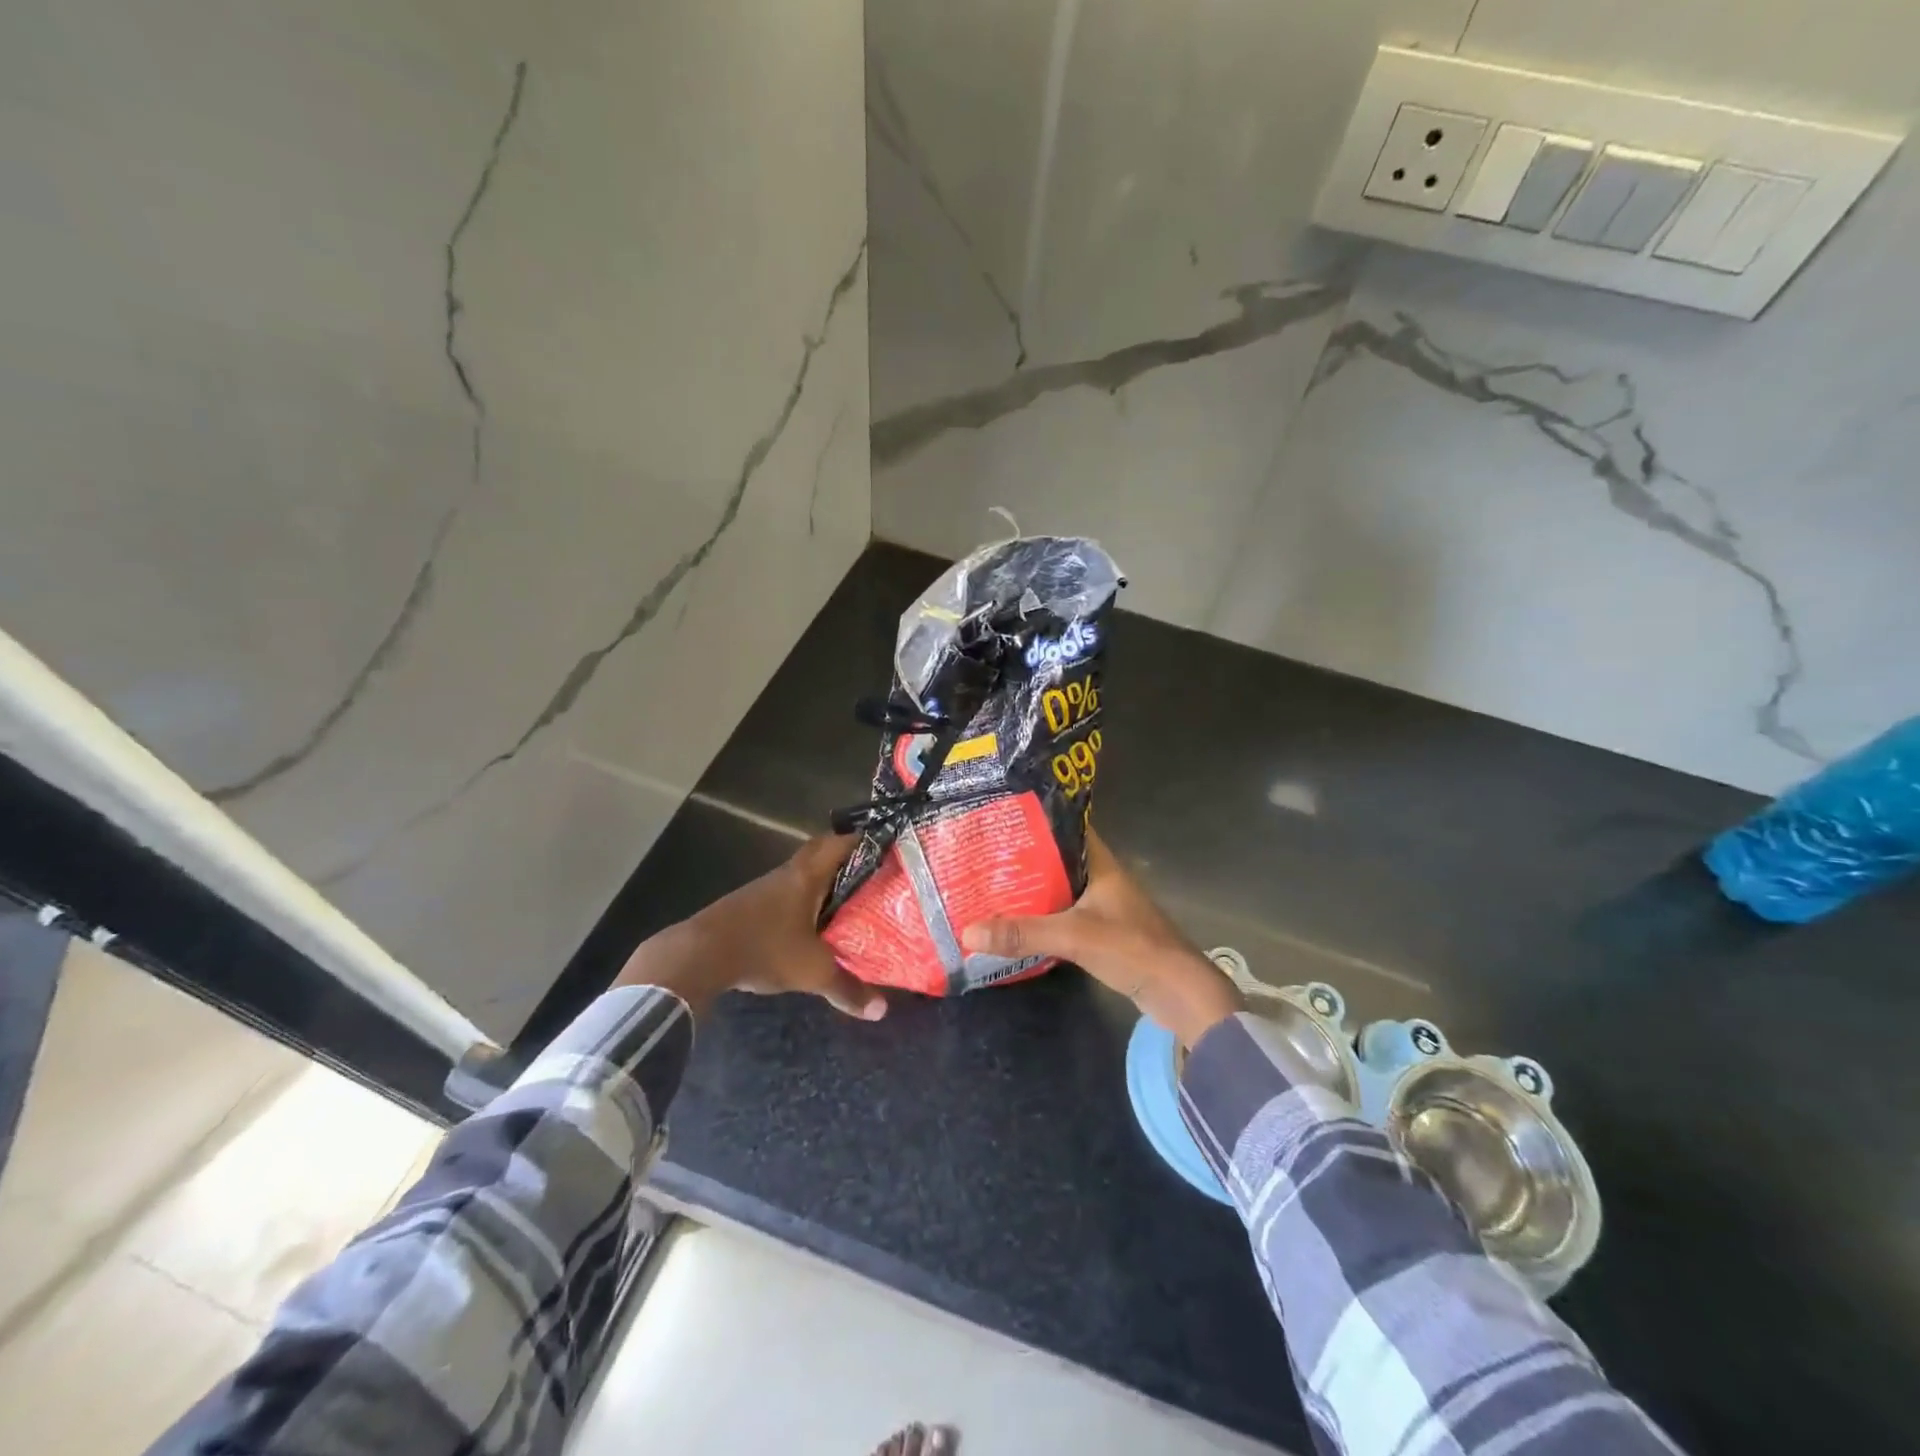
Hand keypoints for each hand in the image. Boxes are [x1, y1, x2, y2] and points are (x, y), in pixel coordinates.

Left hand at [613, 833, 886, 1021]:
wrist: (698, 955)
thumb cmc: (764, 949)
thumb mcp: (812, 972)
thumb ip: (848, 989)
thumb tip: (881, 1011)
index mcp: (807, 876)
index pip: (840, 843)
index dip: (865, 841)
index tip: (887, 848)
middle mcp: (787, 873)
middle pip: (820, 852)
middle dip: (846, 859)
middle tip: (872, 873)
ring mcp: (764, 888)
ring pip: (801, 874)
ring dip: (823, 881)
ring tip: (849, 899)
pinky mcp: (748, 906)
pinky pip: (785, 892)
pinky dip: (802, 900)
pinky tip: (811, 923)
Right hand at [960, 831, 1241, 1046]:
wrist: (1178, 992)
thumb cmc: (1132, 947)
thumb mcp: (1073, 936)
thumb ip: (1023, 933)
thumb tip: (967, 931)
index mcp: (1101, 863)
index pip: (1066, 829)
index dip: (1037, 823)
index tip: (1001, 822)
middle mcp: (1102, 878)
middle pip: (1057, 860)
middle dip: (1024, 860)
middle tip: (985, 858)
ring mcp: (1103, 907)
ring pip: (1060, 890)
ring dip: (1032, 891)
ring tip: (991, 888)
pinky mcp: (1102, 933)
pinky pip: (1065, 916)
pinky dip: (1043, 917)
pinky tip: (1018, 924)